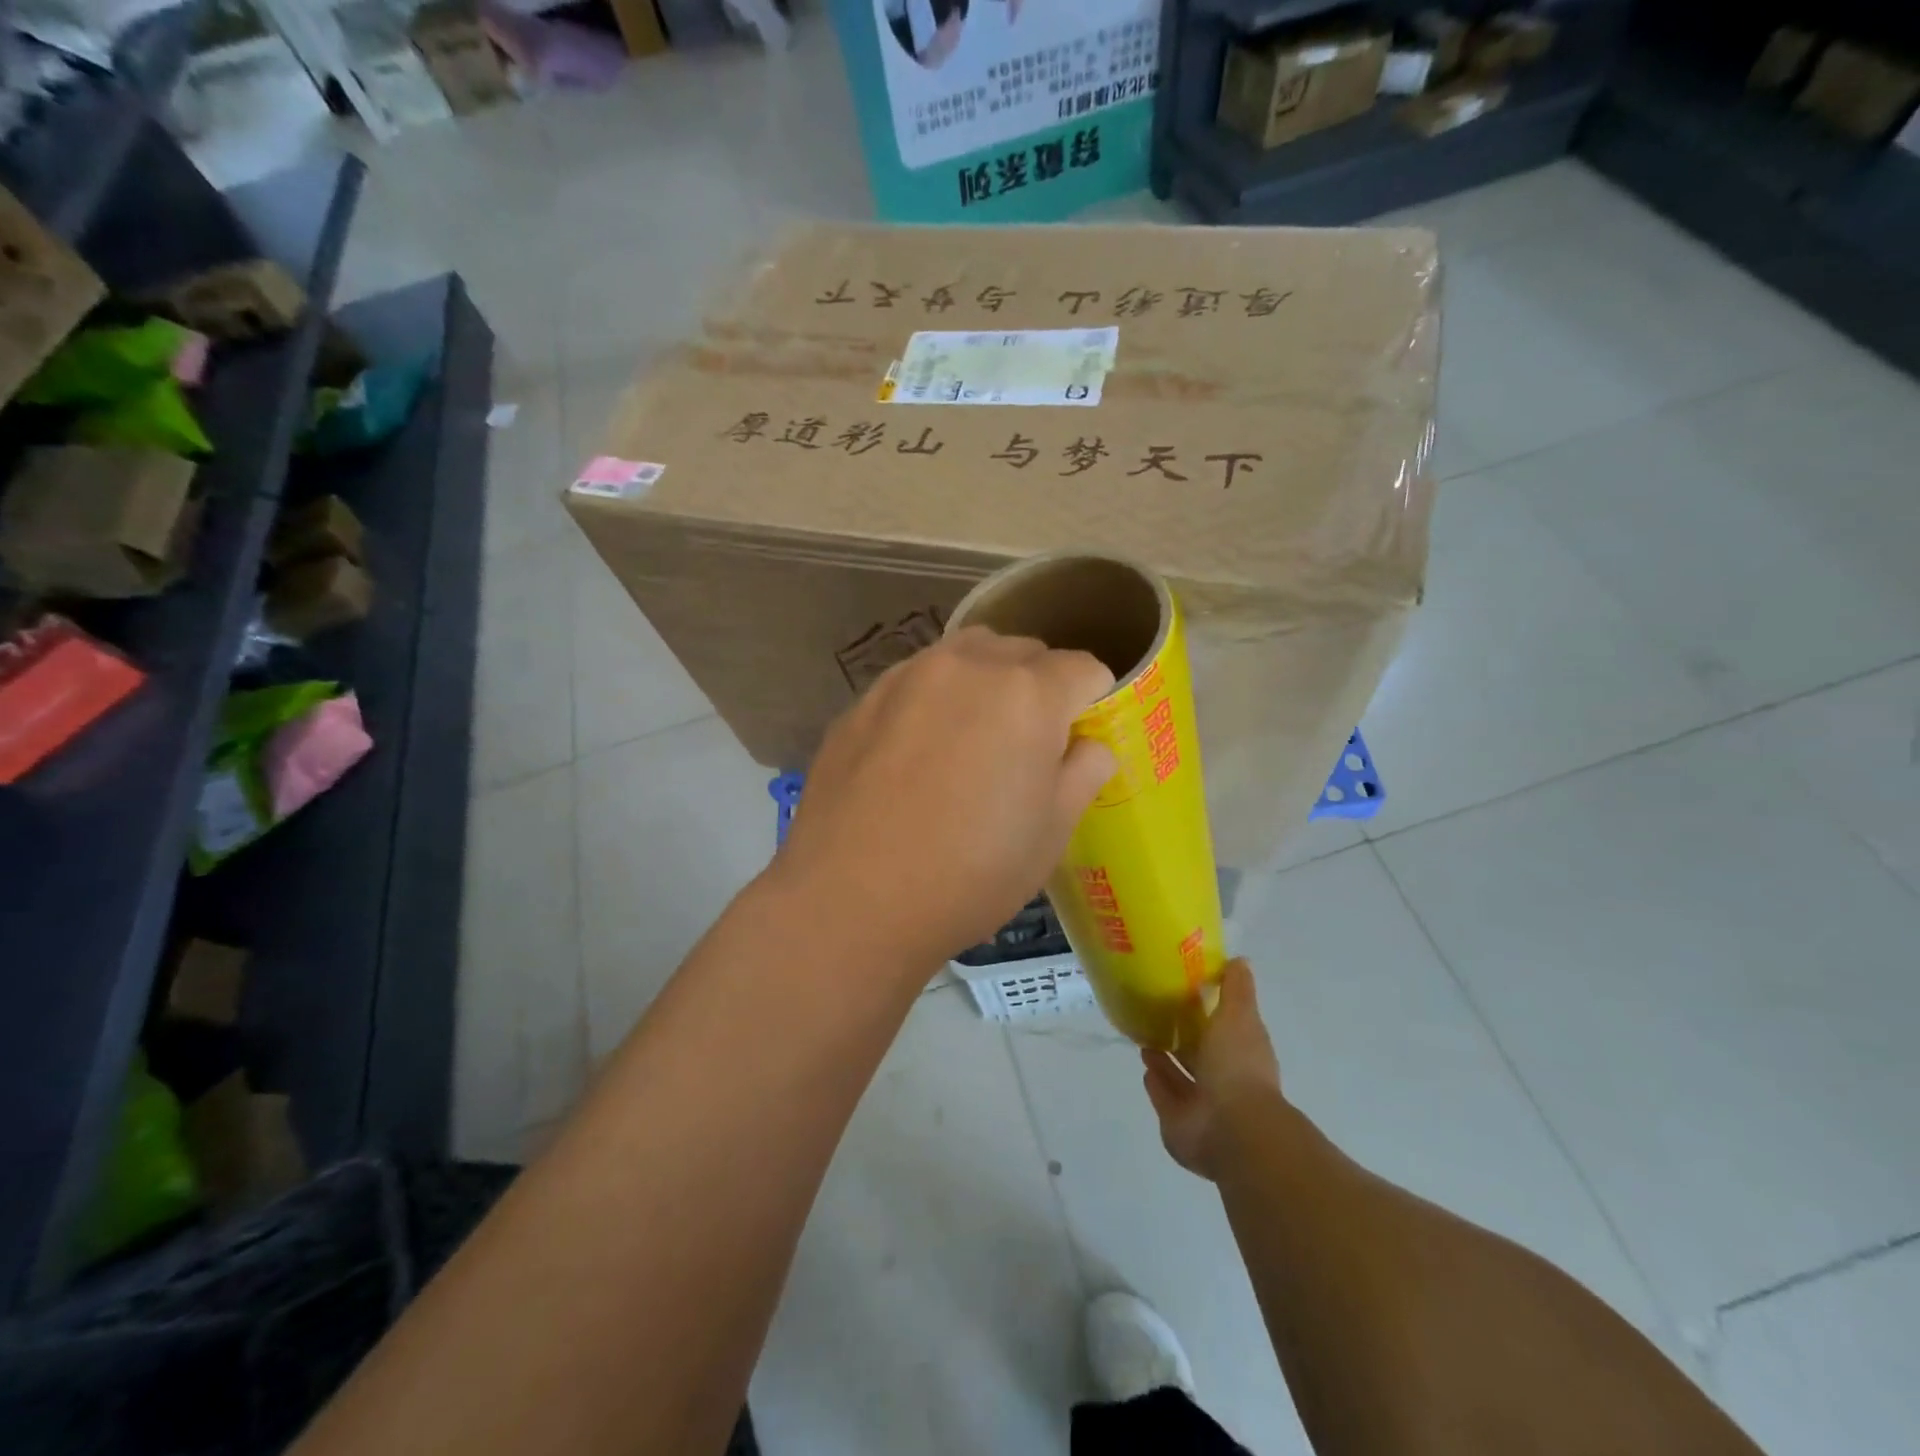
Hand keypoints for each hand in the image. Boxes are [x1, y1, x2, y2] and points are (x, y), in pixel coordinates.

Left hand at [777, 626, 1116, 971]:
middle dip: (1039, 685)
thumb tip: (1089, 746)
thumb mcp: (1051, 833)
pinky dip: (934, 699)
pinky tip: (917, 752)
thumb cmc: (969, 873)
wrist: (851, 899)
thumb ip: (1082, 773)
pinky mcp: (862, 700)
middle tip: (1027, 744)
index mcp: (1027, 694)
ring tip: (973, 737)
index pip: (1083, 669)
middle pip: (1023, 652)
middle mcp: (967, 667)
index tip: (1079, 740)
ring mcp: (906, 677)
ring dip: (985, 681)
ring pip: (965, 655)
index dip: (1093, 702)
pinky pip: (915, 681)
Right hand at [1142, 960, 1281, 1180]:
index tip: (1186, 991)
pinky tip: (1145, 1068)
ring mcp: (1203, 1104)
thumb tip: (1239, 960)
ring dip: (1166, 1061)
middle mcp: (1225, 1079)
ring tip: (1145, 1039)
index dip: (1209, 1011)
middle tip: (1157, 1014)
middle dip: (1184, 1038)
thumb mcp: (1239, 1015)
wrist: (1231, 1127)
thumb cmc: (1237, 1065)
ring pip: (1181, 1077)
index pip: (1226, 1028)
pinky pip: (1165, 1098)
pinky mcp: (1179, 1123)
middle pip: (1201, 1054)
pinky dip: (1157, 1084)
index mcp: (1243, 1052)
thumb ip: (1236, 989)